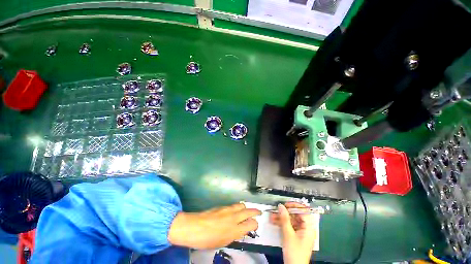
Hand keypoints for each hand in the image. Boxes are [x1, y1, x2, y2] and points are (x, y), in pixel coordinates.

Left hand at [168, 203, 260, 248]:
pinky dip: (237, 207)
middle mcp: (233, 217)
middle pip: (249, 211)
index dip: (255, 224)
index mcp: (235, 230)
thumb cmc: (207, 240)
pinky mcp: (222, 206)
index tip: (255, 225)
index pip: (251, 224)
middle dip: (255, 211)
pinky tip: (235, 211)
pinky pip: (233, 205)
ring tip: (246, 210)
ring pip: (241, 205)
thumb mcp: (223, 242)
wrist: (193, 227)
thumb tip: (240, 230)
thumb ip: (234, 235)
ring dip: (246, 208)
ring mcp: (228, 209)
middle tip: (259, 212)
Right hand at [270, 202, 317, 263]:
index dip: (295, 205)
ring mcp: (301, 232)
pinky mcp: (296, 235)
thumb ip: (284, 219)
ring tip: (272, 216)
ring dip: (282, 218)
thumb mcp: (288, 234)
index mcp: (309, 227)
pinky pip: (290, 226)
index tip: (285, 204)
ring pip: (291, 220)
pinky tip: (274, 221)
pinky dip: (282, 223)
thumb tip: (281, 206)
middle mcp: (306, 228)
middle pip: (297, 215)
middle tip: (276, 210)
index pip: (304, 211)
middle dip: (285, 212)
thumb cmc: (294, 251)